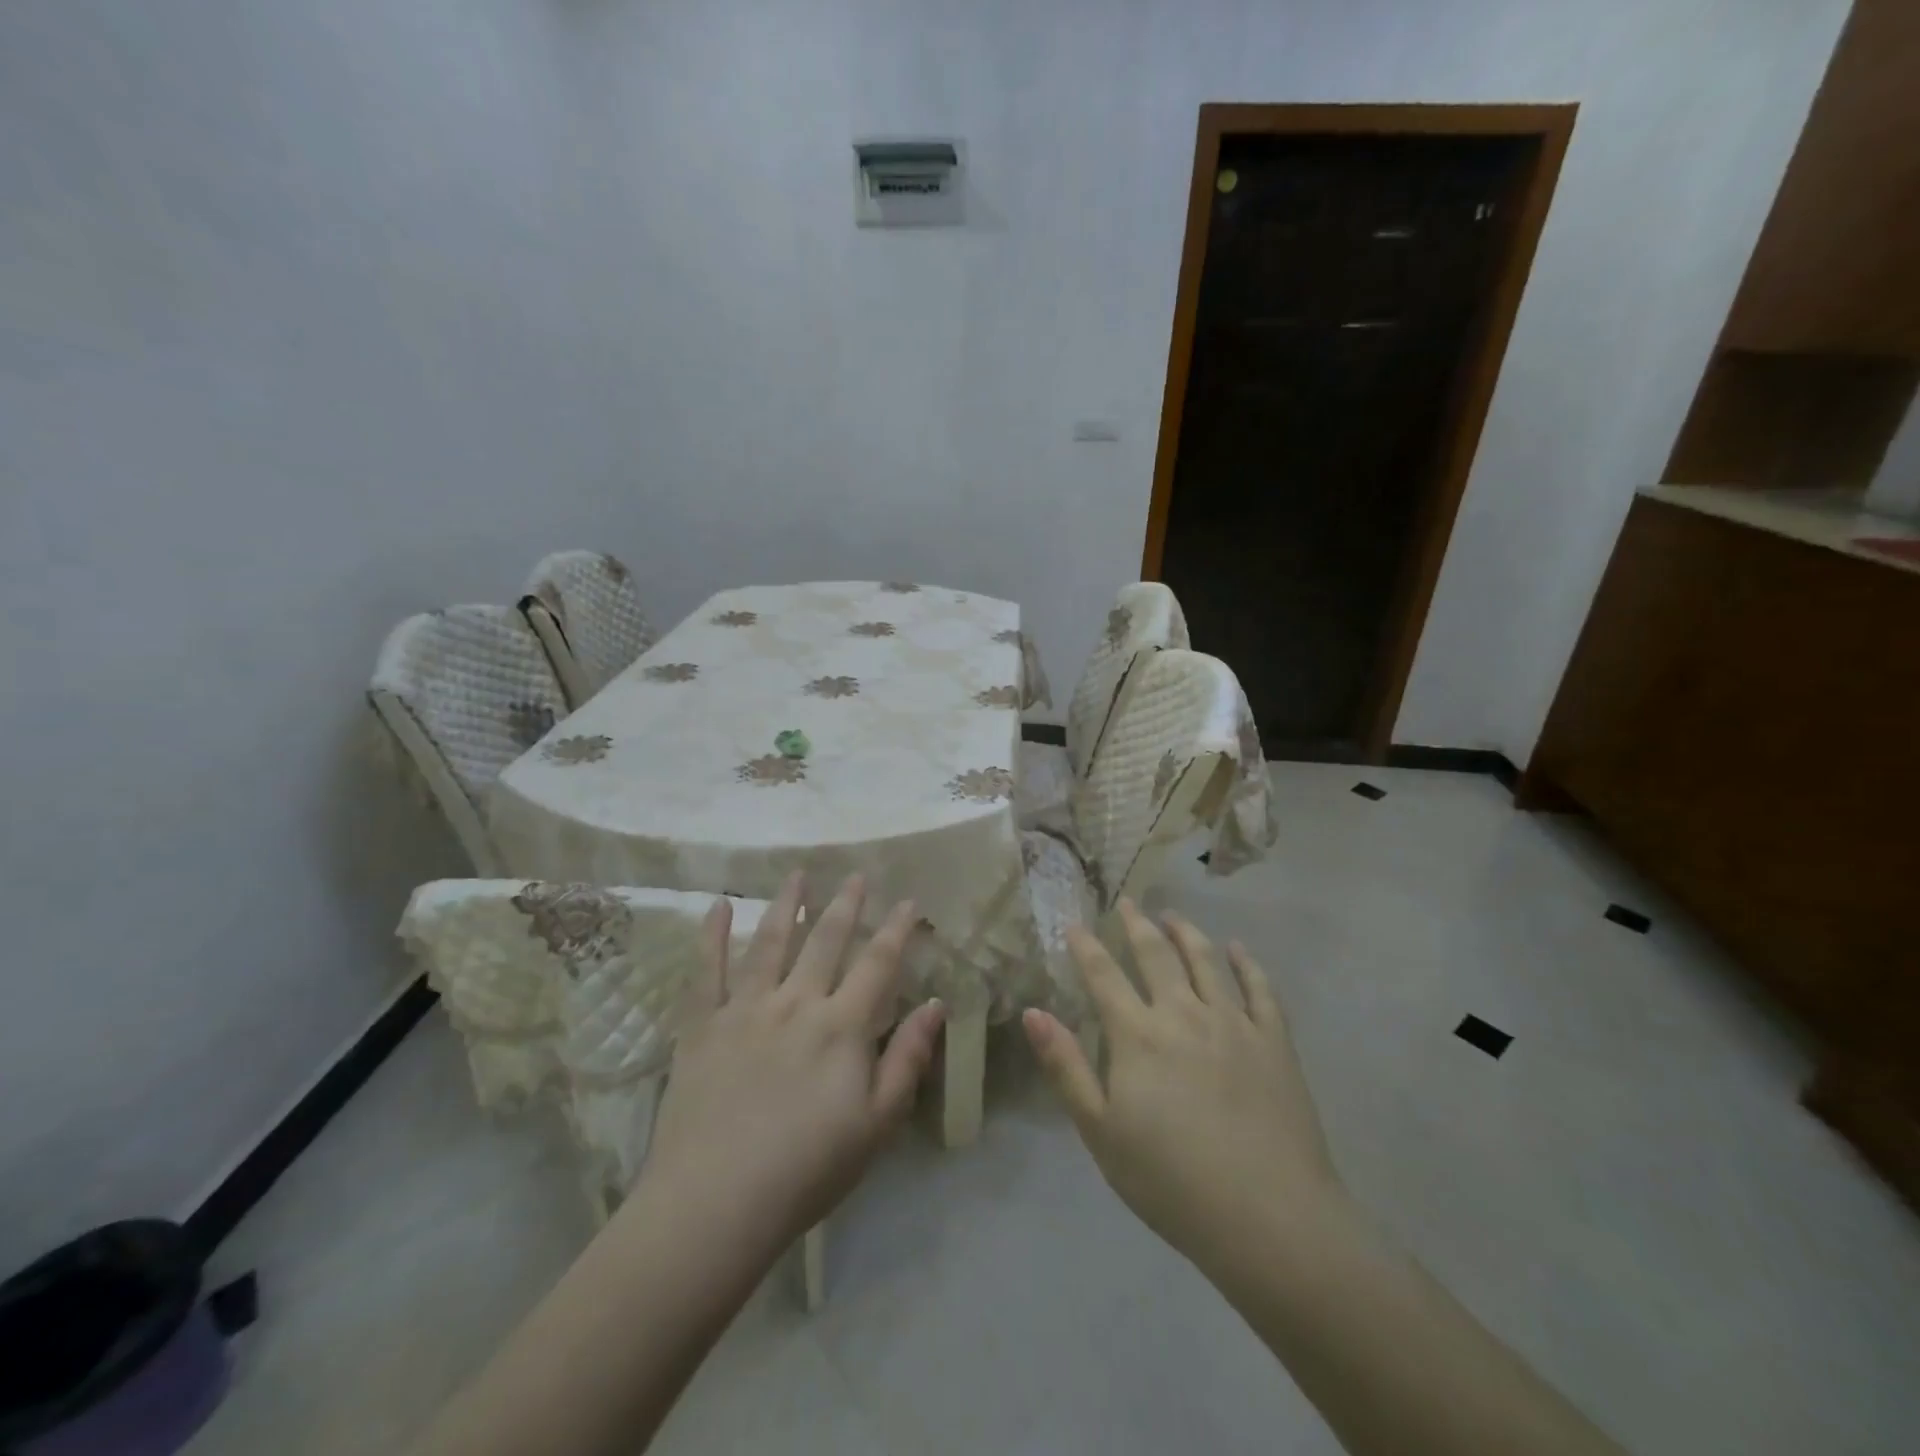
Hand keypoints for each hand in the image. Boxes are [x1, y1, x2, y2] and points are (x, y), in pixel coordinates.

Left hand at [633, 873, 944, 1255]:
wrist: (716, 1204)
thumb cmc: (808, 1169)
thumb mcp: (878, 1124)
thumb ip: (908, 1059)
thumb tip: (935, 1004)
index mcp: (842, 1026)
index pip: (877, 963)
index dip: (896, 929)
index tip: (908, 900)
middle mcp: (796, 1002)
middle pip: (826, 941)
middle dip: (846, 905)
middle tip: (856, 875)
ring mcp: (745, 1009)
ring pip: (771, 942)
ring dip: (788, 904)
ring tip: (798, 874)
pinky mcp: (702, 1026)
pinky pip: (707, 970)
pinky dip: (712, 935)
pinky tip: (718, 905)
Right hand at [1022, 900, 1345, 1270]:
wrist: (1268, 1217)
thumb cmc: (1171, 1180)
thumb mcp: (1100, 1131)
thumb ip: (1066, 1067)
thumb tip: (1033, 1012)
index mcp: (1139, 1035)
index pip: (1104, 976)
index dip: (1086, 947)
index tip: (1074, 924)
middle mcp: (1184, 1014)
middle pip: (1156, 955)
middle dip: (1137, 925)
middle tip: (1127, 902)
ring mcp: (1234, 1023)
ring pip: (1206, 960)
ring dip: (1187, 932)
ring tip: (1173, 916)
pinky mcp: (1274, 1041)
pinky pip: (1260, 989)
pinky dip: (1247, 964)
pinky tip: (1238, 950)